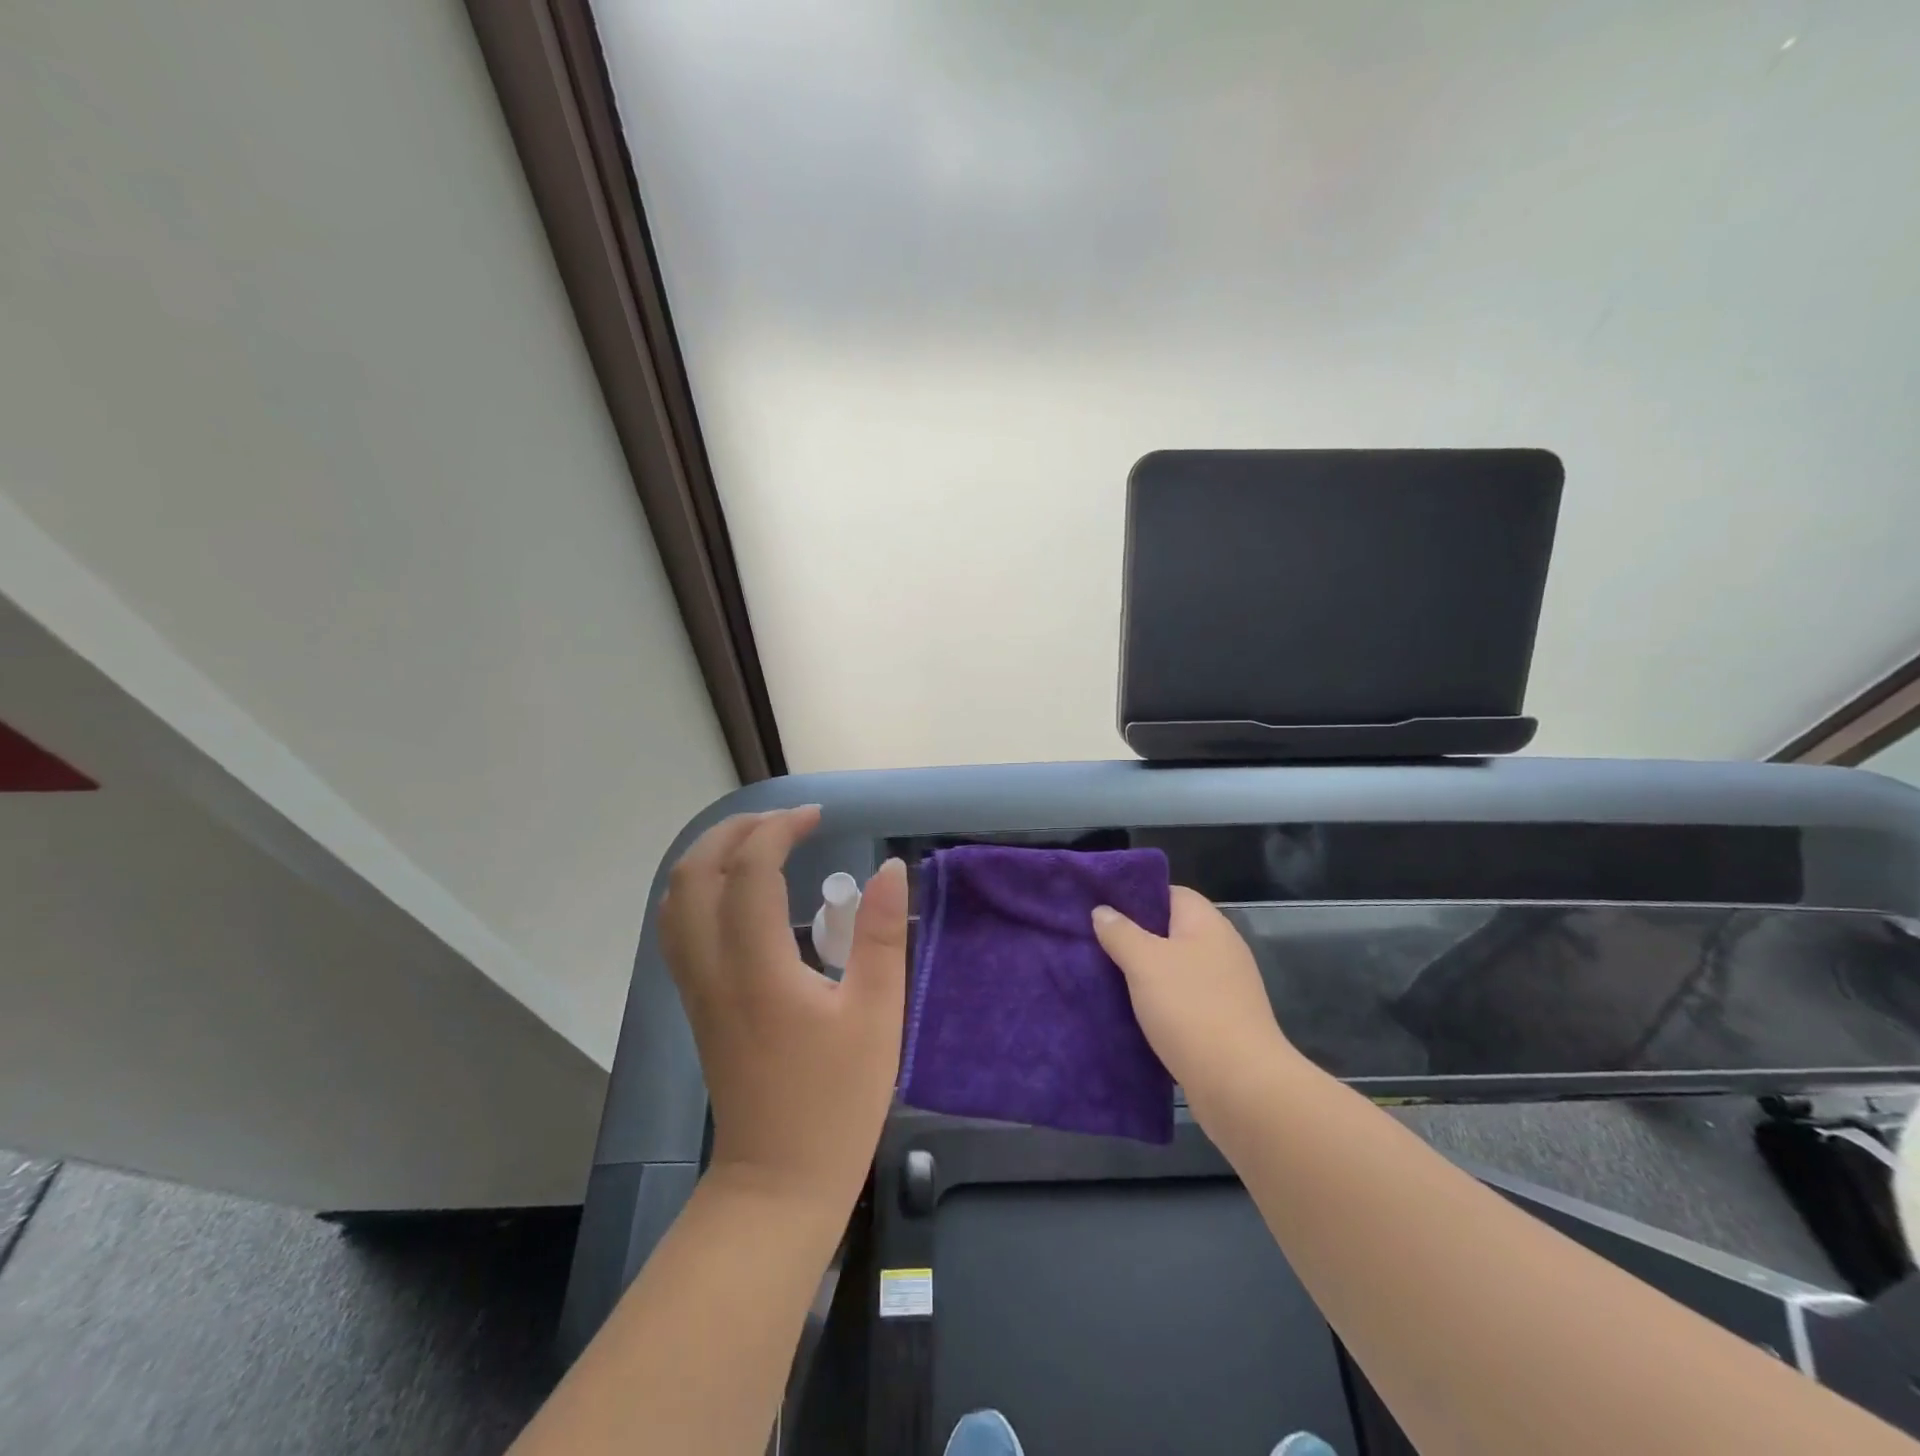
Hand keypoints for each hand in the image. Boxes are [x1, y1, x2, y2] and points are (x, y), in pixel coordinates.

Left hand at [660, 807, 907, 1212]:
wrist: (778, 1182)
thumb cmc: (836, 1102)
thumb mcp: (876, 1015)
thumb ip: (881, 935)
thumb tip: (891, 869)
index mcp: (757, 968)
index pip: (748, 871)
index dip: (779, 830)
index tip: (817, 819)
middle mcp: (712, 969)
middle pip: (693, 874)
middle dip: (734, 831)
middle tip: (784, 822)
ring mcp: (696, 988)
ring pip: (675, 901)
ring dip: (710, 856)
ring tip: (759, 844)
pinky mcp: (697, 1005)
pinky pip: (679, 928)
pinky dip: (699, 889)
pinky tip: (737, 893)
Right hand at [1092, 887, 1298, 1120]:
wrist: (1242, 1086)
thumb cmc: (1190, 1009)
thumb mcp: (1144, 962)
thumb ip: (1120, 932)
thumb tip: (1103, 911)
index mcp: (1207, 923)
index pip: (1170, 893)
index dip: (1137, 895)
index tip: (1103, 907)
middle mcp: (1221, 948)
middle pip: (1171, 930)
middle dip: (1135, 936)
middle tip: (1095, 943)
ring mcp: (1226, 987)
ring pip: (1175, 967)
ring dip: (1145, 973)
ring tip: (1106, 976)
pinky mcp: (1223, 1021)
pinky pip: (1183, 999)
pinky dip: (1160, 1002)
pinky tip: (1133, 1012)